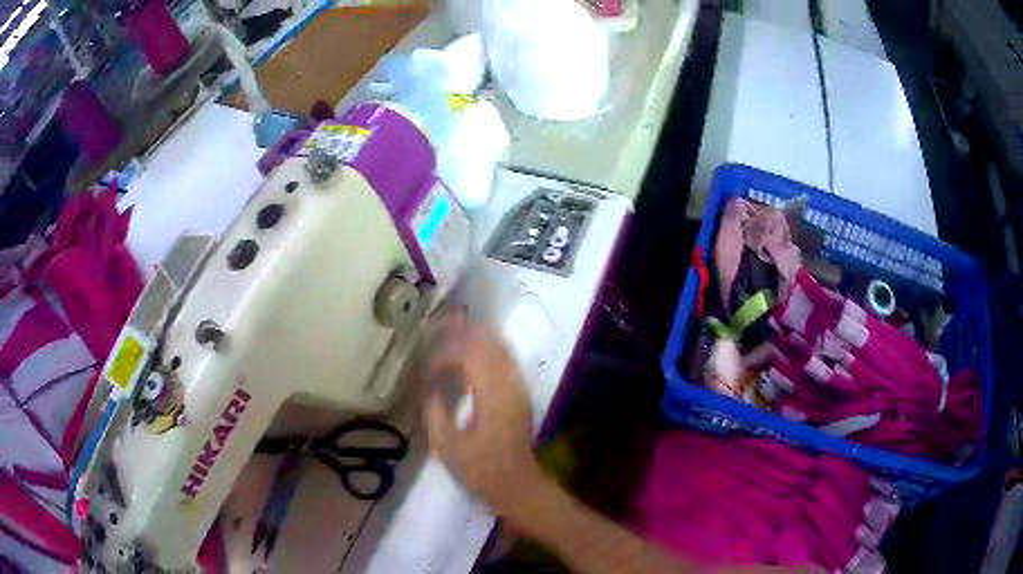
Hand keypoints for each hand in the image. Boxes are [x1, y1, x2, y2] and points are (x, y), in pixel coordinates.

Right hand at [421, 313, 542, 511]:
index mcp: (492, 396)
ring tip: (450, 335)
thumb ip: (435, 411)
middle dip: (461, 333)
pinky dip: (486, 350)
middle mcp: (510, 384)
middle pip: (488, 342)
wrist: (518, 485)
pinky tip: (469, 357)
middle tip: (436, 330)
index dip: (444, 354)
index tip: (426, 369)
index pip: (469, 355)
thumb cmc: (481, 470)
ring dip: (476, 338)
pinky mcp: (520, 394)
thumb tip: (429, 387)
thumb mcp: (448, 446)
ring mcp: (519, 387)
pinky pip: (505, 359)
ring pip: (500, 347)